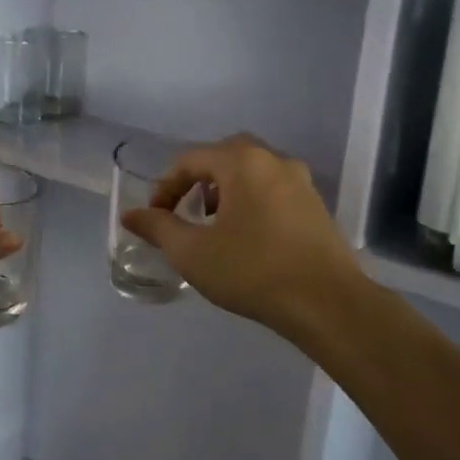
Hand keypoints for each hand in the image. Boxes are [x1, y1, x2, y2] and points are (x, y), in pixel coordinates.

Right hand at [119, 135, 363, 341]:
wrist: (327, 303)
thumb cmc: (252, 271)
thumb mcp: (193, 252)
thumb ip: (158, 228)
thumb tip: (131, 215)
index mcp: (243, 162)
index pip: (191, 159)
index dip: (165, 186)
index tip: (154, 217)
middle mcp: (274, 161)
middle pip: (225, 157)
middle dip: (198, 180)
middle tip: (185, 211)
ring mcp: (301, 182)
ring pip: (252, 172)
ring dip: (226, 190)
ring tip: (213, 225)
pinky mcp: (316, 206)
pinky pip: (273, 190)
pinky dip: (252, 201)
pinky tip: (247, 236)